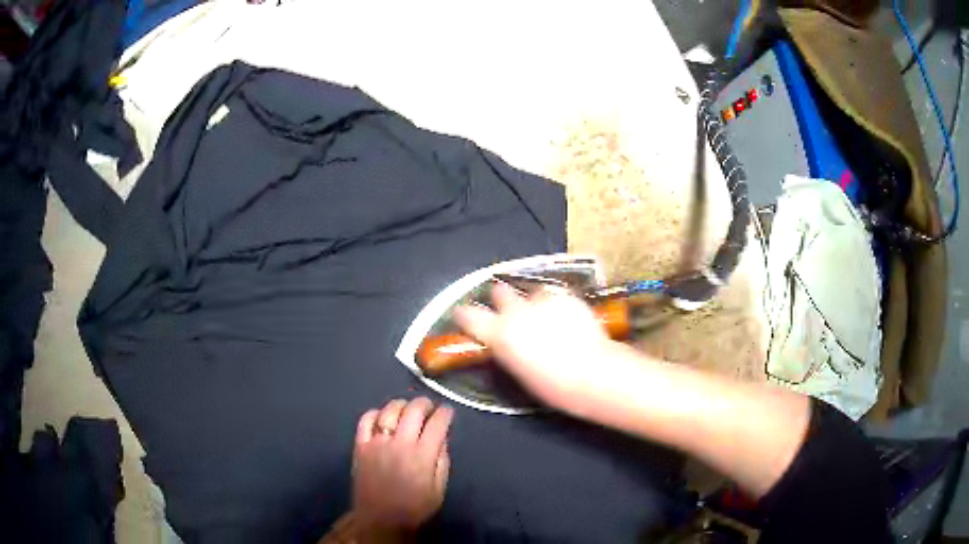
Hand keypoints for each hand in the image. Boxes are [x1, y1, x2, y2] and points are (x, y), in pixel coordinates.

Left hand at [353, 397, 453, 539]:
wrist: (380, 519)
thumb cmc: (414, 507)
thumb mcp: (439, 489)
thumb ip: (442, 461)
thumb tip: (443, 438)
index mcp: (422, 456)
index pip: (437, 424)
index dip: (445, 413)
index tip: (448, 411)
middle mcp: (400, 444)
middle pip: (414, 411)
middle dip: (425, 403)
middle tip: (429, 406)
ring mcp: (377, 443)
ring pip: (389, 411)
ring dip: (401, 404)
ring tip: (407, 408)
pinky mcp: (360, 446)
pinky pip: (365, 420)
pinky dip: (375, 412)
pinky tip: (382, 415)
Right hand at [455, 284, 626, 415]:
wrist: (591, 372)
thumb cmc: (551, 385)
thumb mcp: (518, 370)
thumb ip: (506, 349)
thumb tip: (504, 342)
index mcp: (499, 333)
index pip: (468, 315)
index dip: (465, 314)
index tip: (464, 315)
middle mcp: (516, 311)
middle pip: (500, 292)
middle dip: (502, 298)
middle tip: (510, 310)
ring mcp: (542, 300)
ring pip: (531, 292)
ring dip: (533, 302)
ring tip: (545, 315)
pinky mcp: (567, 297)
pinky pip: (555, 296)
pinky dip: (556, 304)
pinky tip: (566, 317)